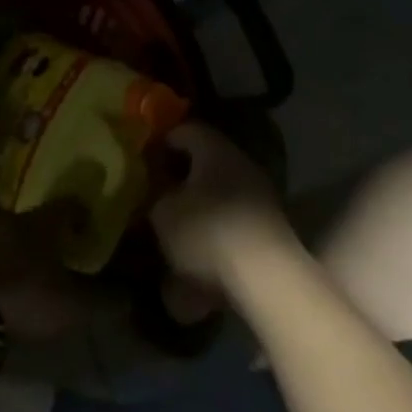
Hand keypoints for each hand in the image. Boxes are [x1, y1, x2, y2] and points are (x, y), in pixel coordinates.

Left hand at [0, 206, 103, 342]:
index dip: (83, 213)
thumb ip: (105, 299)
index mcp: (44, 220)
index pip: (69, 205)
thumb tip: (131, 295)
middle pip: (41, 217)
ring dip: (31, 244)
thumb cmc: (29, 299)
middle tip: (70, 243)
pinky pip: (0, 251)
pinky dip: (12, 260)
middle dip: (55, 229)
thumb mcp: (75, 305)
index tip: (93, 224)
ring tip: (44, 263)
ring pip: (18, 232)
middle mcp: (16, 218)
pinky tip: (19, 277)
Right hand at [149, 121, 297, 299]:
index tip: (142, 160)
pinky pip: (231, 224)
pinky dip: (213, 235)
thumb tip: (159, 192)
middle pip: (205, 163)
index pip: (185, 130)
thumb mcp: (163, 212)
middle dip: (179, 178)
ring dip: (196, 209)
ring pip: (219, 194)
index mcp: (215, 150)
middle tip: (154, 195)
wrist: (265, 280)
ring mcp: (260, 198)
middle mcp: (241, 165)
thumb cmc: (207, 232)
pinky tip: (195, 258)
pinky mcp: (269, 231)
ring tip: (171, 232)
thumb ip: (156, 195)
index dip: (161, 143)